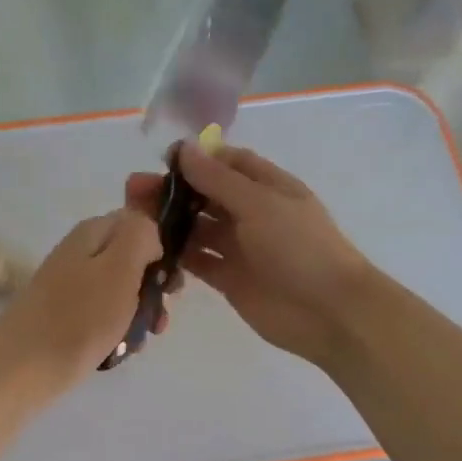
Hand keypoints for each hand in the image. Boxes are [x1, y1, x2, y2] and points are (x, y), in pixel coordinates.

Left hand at [0, 208, 161, 392]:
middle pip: (132, 260)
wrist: (23, 367)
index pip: (139, 223)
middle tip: (159, 316)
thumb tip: (150, 236)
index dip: (161, 248)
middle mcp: (80, 253)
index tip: (169, 280)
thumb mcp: (119, 267)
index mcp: (92, 232)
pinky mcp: (66, 316)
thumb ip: (140, 236)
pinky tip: (121, 350)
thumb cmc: (79, 317)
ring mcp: (71, 286)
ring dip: (139, 314)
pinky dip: (117, 331)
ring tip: (141, 339)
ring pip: (121, 292)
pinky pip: (104, 316)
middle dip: (153, 288)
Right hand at [126, 143, 372, 367]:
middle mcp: (252, 213)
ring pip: (198, 229)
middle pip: (206, 196)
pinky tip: (150, 252)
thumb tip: (184, 148)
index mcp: (267, 187)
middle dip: (173, 191)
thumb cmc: (299, 247)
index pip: (227, 163)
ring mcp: (240, 248)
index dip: (196, 159)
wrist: (328, 312)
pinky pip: (198, 262)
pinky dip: (177, 257)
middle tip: (133, 191)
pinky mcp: (230, 279)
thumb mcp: (259, 204)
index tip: (161, 161)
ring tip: (133, 220)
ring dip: (169, 223)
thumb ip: (218, 179)